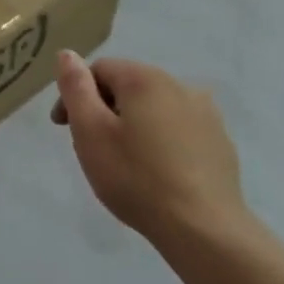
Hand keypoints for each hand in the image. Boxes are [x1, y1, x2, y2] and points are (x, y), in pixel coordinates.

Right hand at [51, 51, 248, 255]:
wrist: (203, 229)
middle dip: (104, 110)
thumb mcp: (90, 131)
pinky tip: (156, 171)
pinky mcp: (220, 142)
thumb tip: (67, 54)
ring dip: (133, 124)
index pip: (99, 70)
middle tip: (92, 148)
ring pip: (154, 107)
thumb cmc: (136, 177)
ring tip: (123, 162)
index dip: (76, 95)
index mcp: (145, 79)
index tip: (64, 128)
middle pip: (128, 86)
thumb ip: (76, 88)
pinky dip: (160, 140)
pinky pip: (178, 129)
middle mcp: (180, 85)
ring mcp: (206, 114)